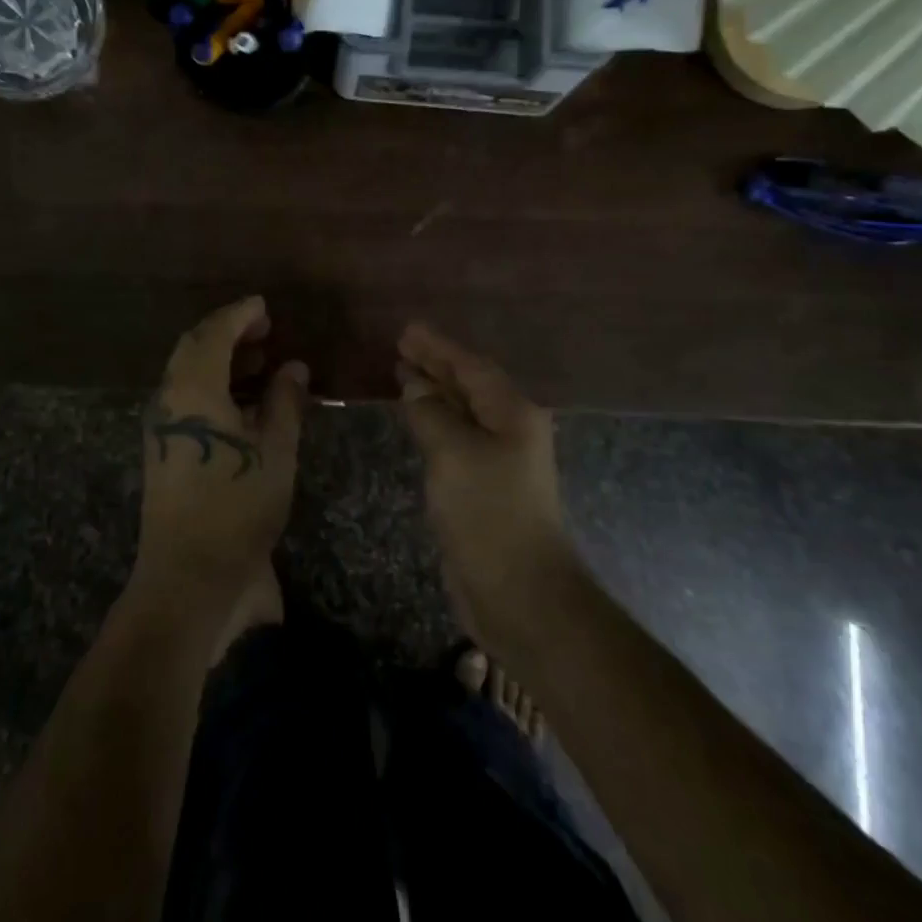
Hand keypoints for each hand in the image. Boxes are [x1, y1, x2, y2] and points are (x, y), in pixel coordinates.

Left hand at [135, 297, 306, 611]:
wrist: (188, 577)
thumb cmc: (237, 507)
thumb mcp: (275, 452)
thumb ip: (285, 402)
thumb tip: (293, 367)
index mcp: (194, 390)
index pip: (214, 334)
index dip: (240, 315)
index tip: (265, 306)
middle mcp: (170, 399)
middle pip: (194, 349)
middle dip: (229, 333)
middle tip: (265, 330)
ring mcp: (162, 426)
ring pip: (189, 374)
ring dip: (222, 360)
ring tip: (262, 361)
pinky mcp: (163, 449)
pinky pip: (188, 399)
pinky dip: (215, 387)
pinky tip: (246, 401)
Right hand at [397, 322, 575, 645]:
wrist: (520, 592)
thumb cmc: (489, 513)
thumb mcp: (453, 454)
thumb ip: (431, 413)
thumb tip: (415, 385)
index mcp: (512, 413)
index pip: (471, 367)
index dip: (438, 347)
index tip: (407, 329)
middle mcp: (510, 429)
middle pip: (469, 385)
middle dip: (436, 364)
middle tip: (401, 344)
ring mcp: (498, 459)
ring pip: (462, 412)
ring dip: (434, 391)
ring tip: (402, 372)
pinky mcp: (484, 485)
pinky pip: (456, 438)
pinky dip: (435, 422)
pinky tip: (417, 418)